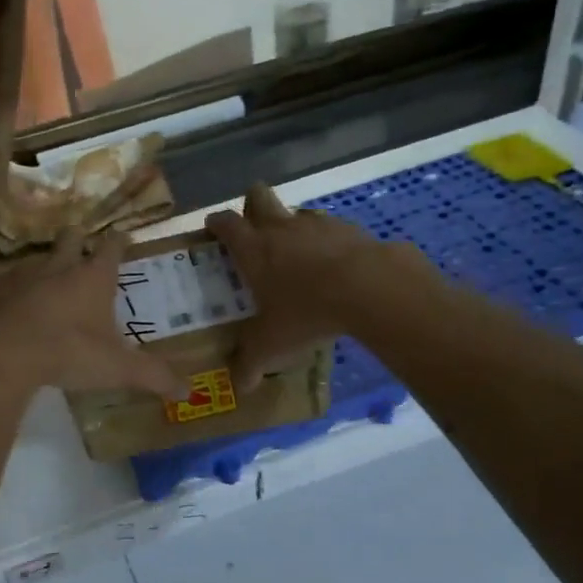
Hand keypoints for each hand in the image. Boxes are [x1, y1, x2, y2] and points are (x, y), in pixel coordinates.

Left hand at [0, 229, 186, 399]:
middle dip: (80, 239)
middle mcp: (61, 265)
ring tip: (52, 278)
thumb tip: (189, 392)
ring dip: (49, 263)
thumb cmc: (69, 353)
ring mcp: (26, 274)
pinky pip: (13, 279)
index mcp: (94, 277)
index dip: (119, 241)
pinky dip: (21, 287)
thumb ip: (153, 377)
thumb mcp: (118, 369)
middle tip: (84, 247)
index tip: (123, 237)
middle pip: (72, 237)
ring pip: (41, 256)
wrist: (4, 354)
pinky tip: (21, 303)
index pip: (112, 247)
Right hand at [206, 184, 408, 391]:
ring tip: (299, 257)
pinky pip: (332, 230)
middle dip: (252, 205)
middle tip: (254, 229)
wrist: (369, 289)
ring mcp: (318, 224)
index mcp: (254, 248)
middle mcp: (281, 228)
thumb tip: (239, 386)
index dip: (217, 223)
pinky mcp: (351, 230)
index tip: (213, 229)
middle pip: (258, 196)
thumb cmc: (306, 311)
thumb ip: (251, 362)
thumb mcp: (272, 344)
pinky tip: (337, 270)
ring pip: (297, 213)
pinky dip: (329, 244)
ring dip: (294, 227)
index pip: (225, 223)